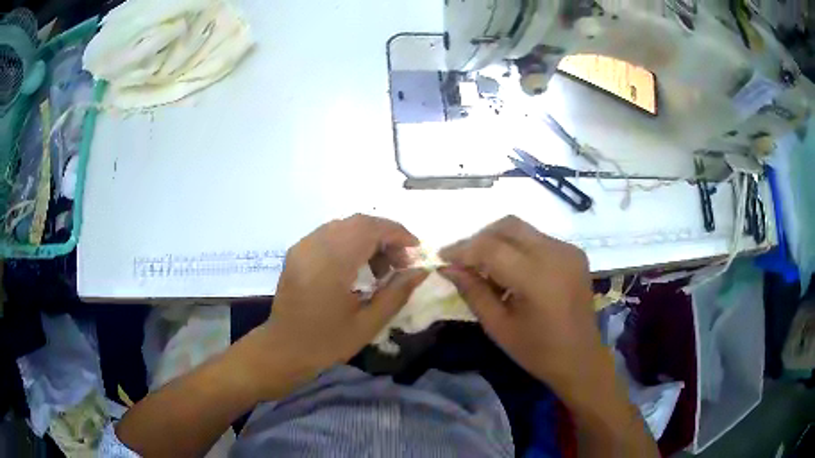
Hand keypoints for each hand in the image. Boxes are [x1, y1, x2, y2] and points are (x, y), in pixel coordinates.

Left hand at [242, 214, 427, 399]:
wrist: (284, 349)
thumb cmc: (326, 342)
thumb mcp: (368, 323)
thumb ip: (397, 293)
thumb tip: (421, 271)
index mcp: (331, 263)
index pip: (370, 229)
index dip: (398, 233)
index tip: (416, 250)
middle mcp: (314, 245)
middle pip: (358, 222)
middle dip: (386, 236)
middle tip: (401, 262)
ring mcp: (303, 246)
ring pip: (344, 225)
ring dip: (368, 238)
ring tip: (380, 269)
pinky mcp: (297, 251)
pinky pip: (330, 234)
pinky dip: (351, 242)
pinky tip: (357, 267)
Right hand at [439, 216, 602, 399]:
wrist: (580, 358)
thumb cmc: (537, 351)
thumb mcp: (498, 326)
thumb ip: (473, 292)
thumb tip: (448, 267)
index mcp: (538, 278)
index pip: (491, 248)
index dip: (463, 249)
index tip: (442, 257)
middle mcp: (556, 254)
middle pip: (508, 226)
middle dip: (480, 238)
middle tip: (463, 260)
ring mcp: (568, 250)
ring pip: (522, 229)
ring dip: (498, 241)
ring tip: (485, 267)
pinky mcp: (574, 253)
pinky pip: (537, 239)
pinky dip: (517, 247)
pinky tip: (511, 271)